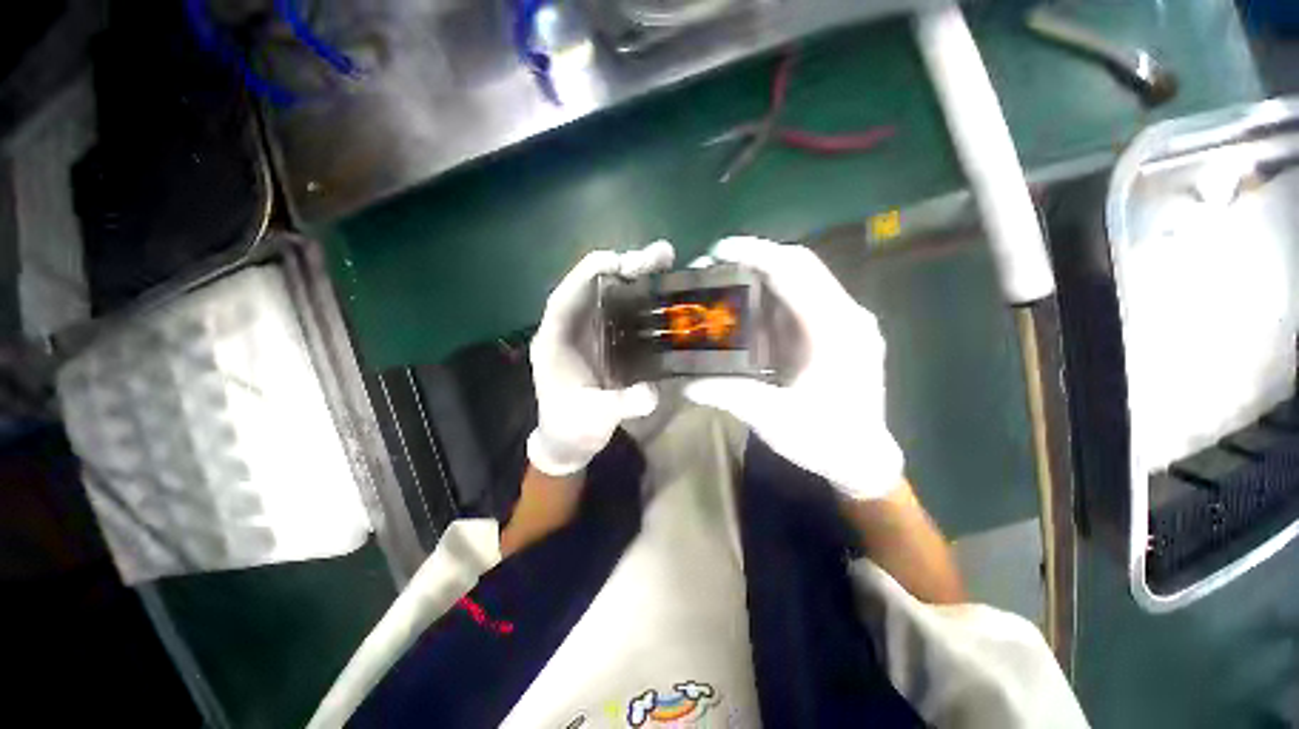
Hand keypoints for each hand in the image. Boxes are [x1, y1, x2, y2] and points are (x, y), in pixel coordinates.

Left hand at [527, 241, 675, 475]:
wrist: (571, 441)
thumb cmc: (573, 427)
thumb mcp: (596, 418)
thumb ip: (621, 404)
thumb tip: (651, 393)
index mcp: (554, 342)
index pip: (565, 298)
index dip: (587, 274)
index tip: (617, 260)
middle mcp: (571, 330)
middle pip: (593, 289)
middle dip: (623, 269)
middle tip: (659, 256)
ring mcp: (590, 333)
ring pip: (609, 297)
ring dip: (635, 278)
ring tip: (667, 263)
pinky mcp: (606, 341)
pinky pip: (622, 313)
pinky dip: (640, 299)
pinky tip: (662, 291)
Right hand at [683, 237, 903, 499]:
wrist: (860, 458)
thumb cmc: (824, 439)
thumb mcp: (774, 420)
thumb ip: (731, 395)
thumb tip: (686, 383)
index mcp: (837, 329)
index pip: (797, 271)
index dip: (757, 254)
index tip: (719, 250)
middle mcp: (845, 315)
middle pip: (799, 267)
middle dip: (755, 259)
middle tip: (713, 266)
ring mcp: (842, 322)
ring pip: (799, 281)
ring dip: (761, 277)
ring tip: (723, 282)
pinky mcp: (834, 332)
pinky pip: (799, 302)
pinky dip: (770, 298)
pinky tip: (745, 308)